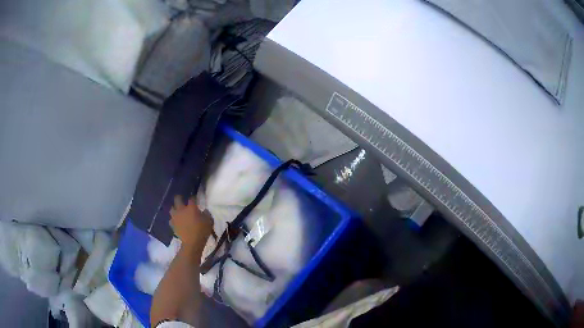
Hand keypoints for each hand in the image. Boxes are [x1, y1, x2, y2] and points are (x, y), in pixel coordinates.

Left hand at [170, 195, 212, 246]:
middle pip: (177, 199)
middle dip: (179, 198)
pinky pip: (171, 219)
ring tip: (178, 211)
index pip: (191, 198)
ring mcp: (176, 217)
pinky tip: (176, 221)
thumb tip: (204, 210)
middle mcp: (181, 209)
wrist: (192, 242)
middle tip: (182, 199)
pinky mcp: (173, 225)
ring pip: (171, 208)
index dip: (193, 197)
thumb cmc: (202, 231)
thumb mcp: (209, 221)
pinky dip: (173, 219)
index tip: (195, 199)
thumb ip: (207, 214)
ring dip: (174, 208)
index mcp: (191, 207)